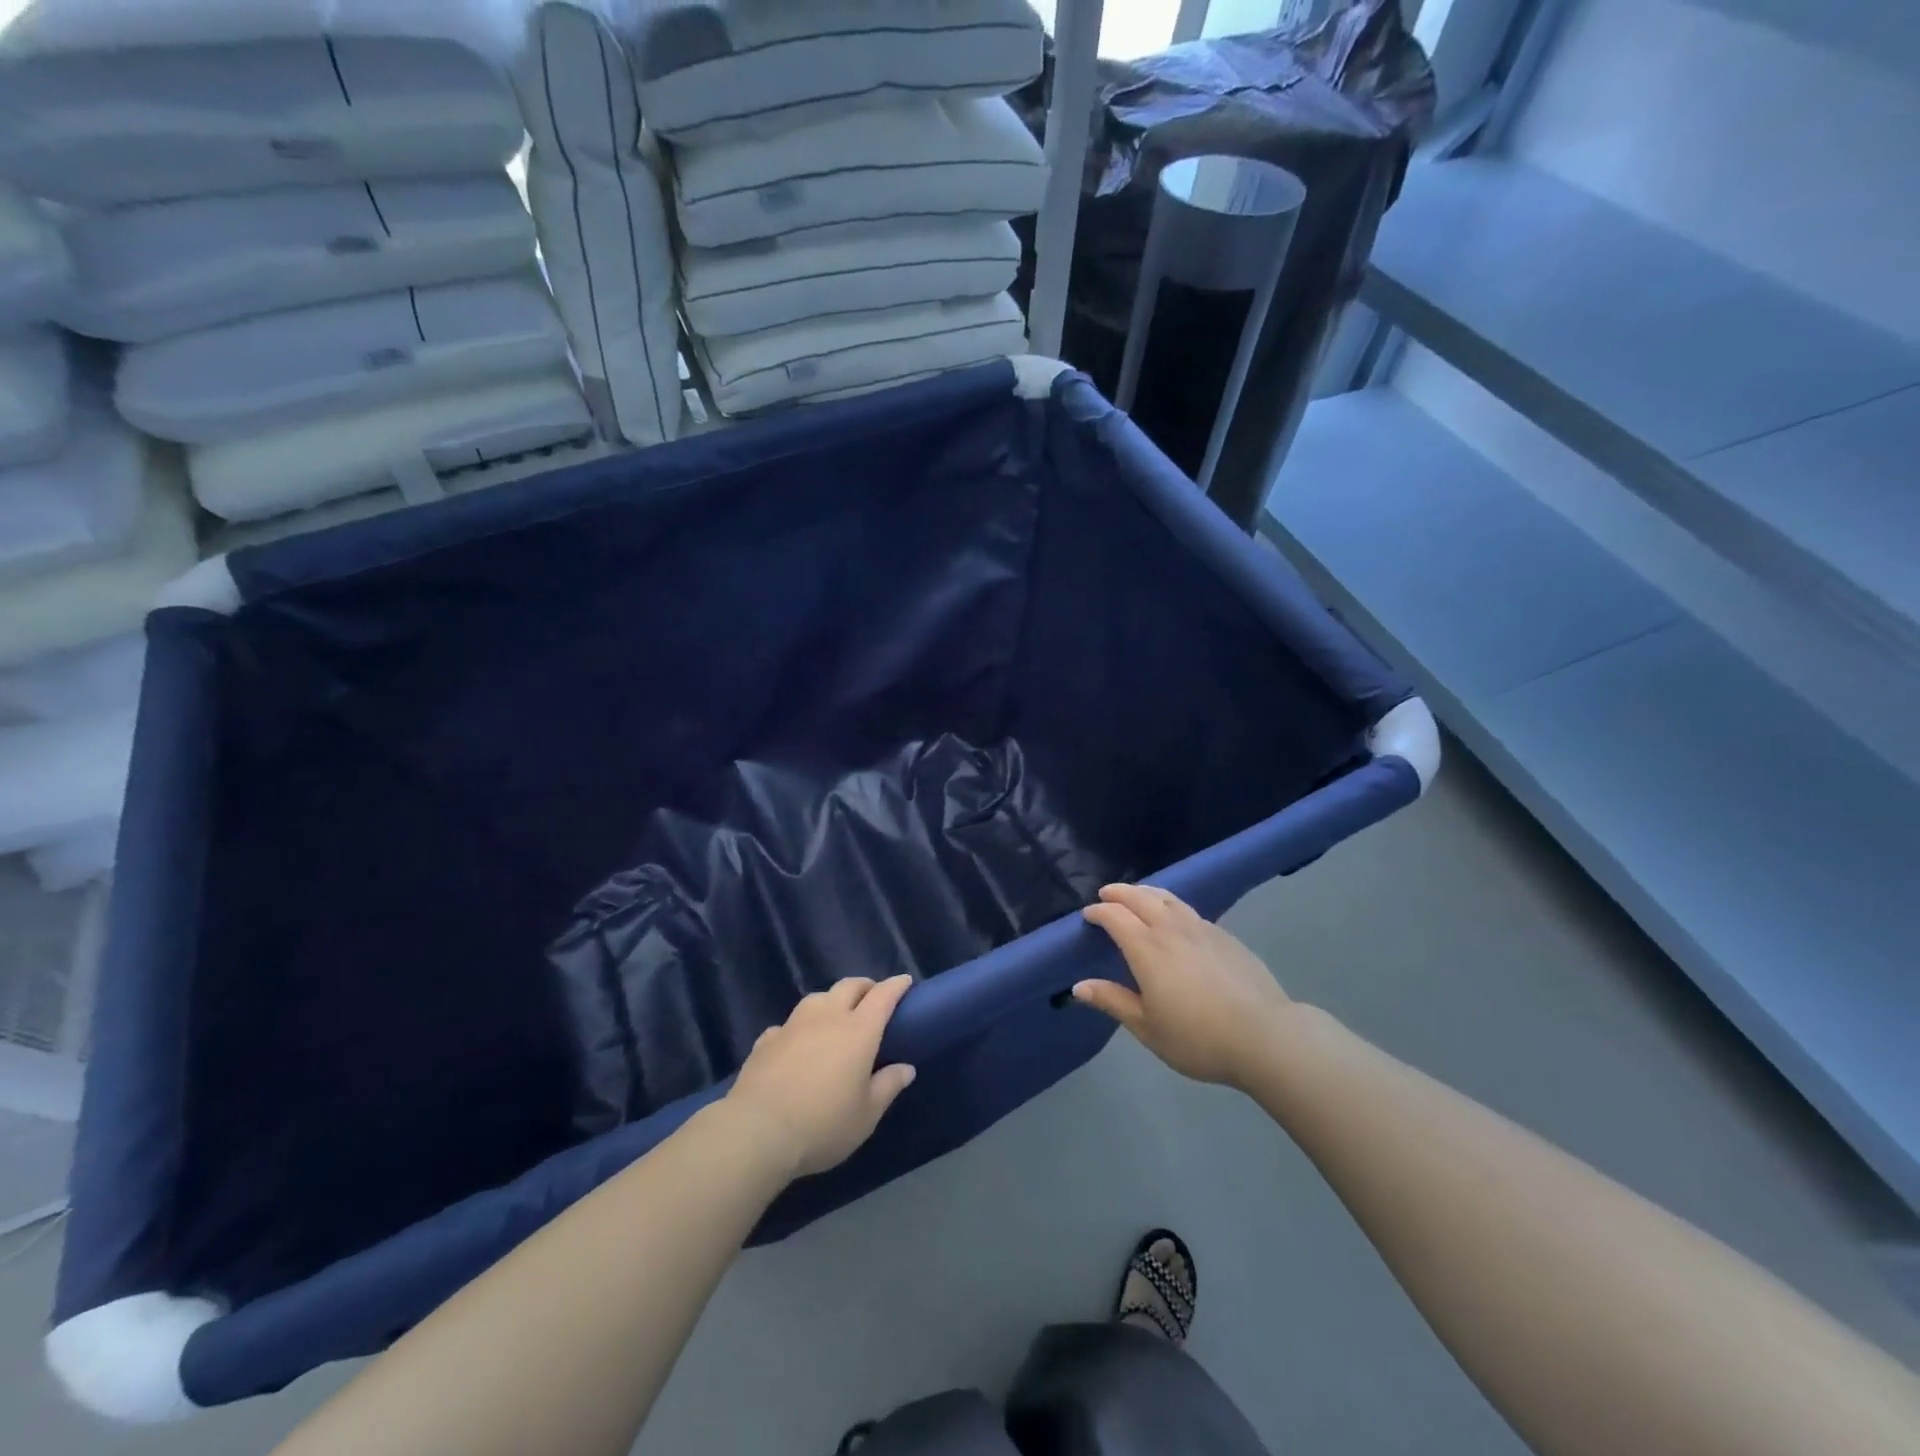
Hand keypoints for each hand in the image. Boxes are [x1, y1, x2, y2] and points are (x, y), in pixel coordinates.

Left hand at [725, 975, 917, 1179]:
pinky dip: (800, 1027)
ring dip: (832, 1000)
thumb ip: (888, 1086)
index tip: (904, 982)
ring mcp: (793, 1025)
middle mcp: (827, 1017)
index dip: (895, 986)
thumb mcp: (866, 1115)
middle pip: (849, 986)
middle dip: (865, 986)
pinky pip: (789, 1023)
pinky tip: (797, 1043)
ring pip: (817, 997)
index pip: (882, 996)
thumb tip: (906, 1068)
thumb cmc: (822, 1124)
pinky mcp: (766, 1039)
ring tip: (835, 1017)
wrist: (757, 1131)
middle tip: (872, 998)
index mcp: (858, 1031)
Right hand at [1076, 884, 1294, 1090]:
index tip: (1088, 915)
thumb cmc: (1198, 1037)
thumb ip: (1113, 1001)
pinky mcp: (1225, 936)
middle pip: (1140, 897)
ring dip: (1146, 892)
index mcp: (1146, 948)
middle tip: (1106, 894)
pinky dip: (1172, 905)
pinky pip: (1189, 910)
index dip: (1098, 912)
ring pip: (1167, 897)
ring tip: (1137, 896)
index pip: (1115, 916)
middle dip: (1119, 893)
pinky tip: (1175, 919)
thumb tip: (1079, 986)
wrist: (1264, 1035)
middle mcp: (1171, 928)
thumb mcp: (1147, 1027)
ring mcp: (1201, 928)